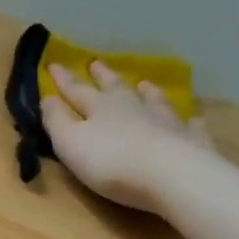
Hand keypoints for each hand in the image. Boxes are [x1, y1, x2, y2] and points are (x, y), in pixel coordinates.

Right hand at [40, 61, 214, 213]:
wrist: (170, 175)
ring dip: (146, 92)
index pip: (76, 90)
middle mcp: (133, 107)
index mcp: (100, 108)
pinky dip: (187, 121)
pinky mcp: (189, 140)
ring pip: (153, 100)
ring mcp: (164, 121)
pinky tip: (192, 119)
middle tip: (96, 64)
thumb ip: (56, 121)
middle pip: (115, 88)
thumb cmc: (111, 162)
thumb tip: (46, 97)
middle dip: (103, 77)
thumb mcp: (70, 143)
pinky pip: (188, 126)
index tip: (53, 64)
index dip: (63, 80)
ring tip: (144, 84)